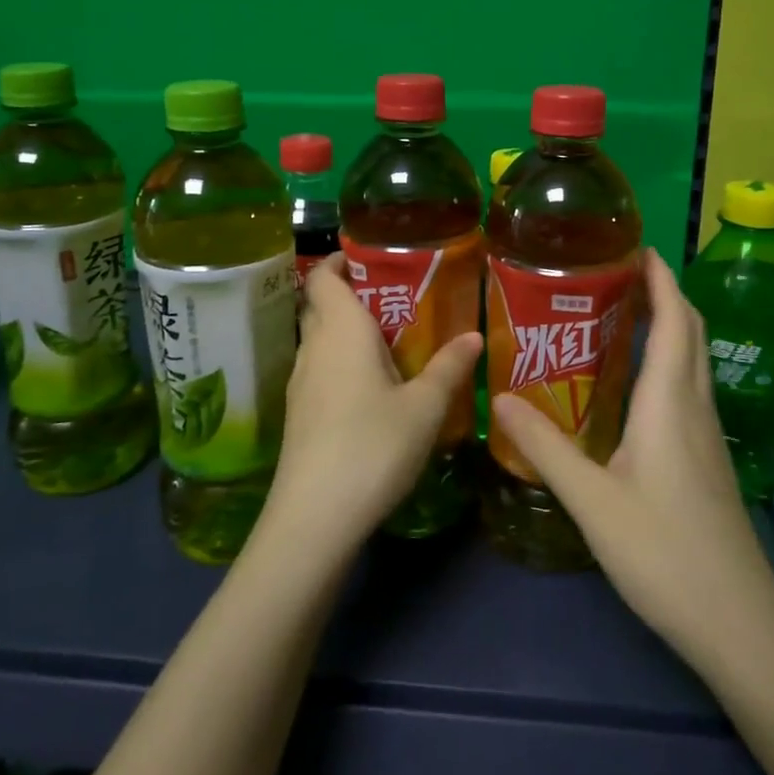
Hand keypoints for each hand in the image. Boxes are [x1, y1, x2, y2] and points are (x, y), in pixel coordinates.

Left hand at [264, 253, 483, 557]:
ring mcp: (301, 382)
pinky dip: (342, 362)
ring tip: (394, 338)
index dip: (341, 259)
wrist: (315, 517)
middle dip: (352, 293)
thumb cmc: (372, 446)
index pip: (324, 276)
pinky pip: (321, 369)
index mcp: (340, 331)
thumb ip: (449, 368)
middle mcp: (314, 348)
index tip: (374, 256)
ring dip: (349, 330)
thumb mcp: (424, 408)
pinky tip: (373, 385)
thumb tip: (474, 336)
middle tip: (398, 296)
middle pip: (321, 304)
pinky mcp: (300, 414)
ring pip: (321, 339)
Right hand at [492, 248, 773, 670]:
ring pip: (693, 359)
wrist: (737, 622)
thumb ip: (545, 446)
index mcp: (671, 402)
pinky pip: (690, 388)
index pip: (674, 319)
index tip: (634, 245)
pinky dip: (668, 361)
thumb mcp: (592, 499)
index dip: (660, 277)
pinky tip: (635, 383)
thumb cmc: (664, 553)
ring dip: (668, 325)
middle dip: (663, 292)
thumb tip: (499, 399)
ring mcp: (707, 435)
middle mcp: (695, 407)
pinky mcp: (707, 459)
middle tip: (616, 273)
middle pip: (690, 331)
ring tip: (621, 314)